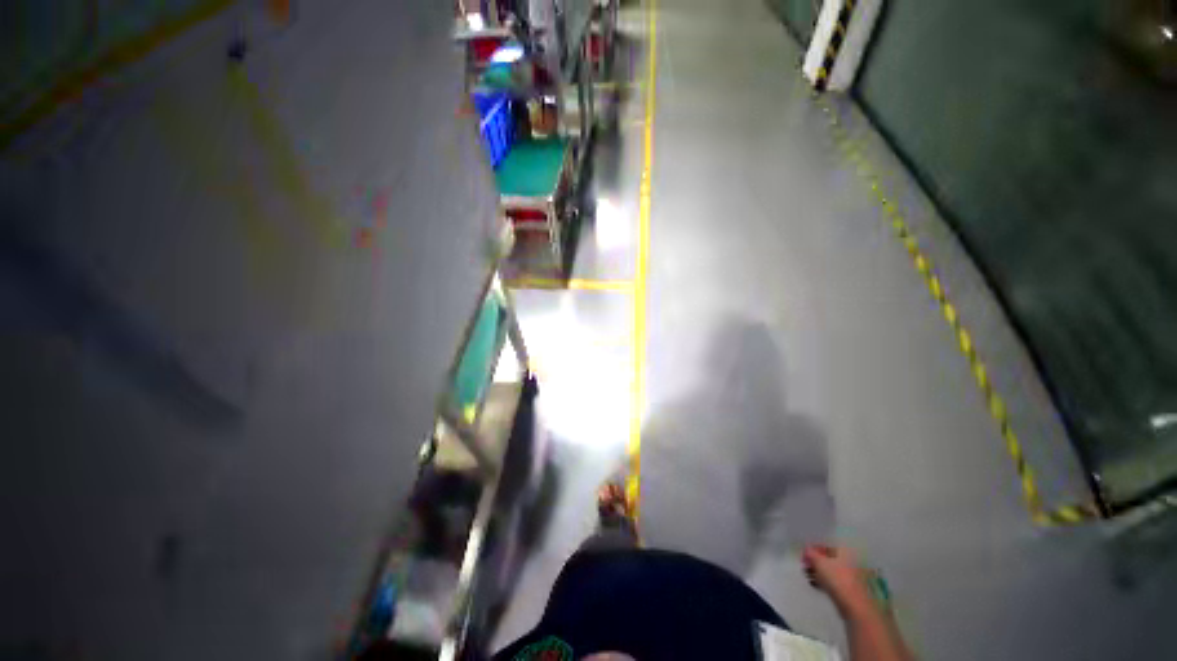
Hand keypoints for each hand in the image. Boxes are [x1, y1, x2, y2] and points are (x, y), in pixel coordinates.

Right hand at [802, 544, 880, 615]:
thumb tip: (806, 549)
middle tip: (804, 564)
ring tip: (807, 574)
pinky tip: (814, 584)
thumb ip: (811, 553)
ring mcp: (851, 575)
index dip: (814, 547)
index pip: (827, 544)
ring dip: (818, 570)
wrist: (855, 606)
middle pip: (829, 557)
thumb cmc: (837, 579)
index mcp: (845, 550)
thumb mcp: (819, 562)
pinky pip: (834, 580)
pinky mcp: (849, 588)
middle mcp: (849, 560)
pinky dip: (824, 580)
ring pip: (831, 569)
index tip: (804, 553)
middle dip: (815, 560)